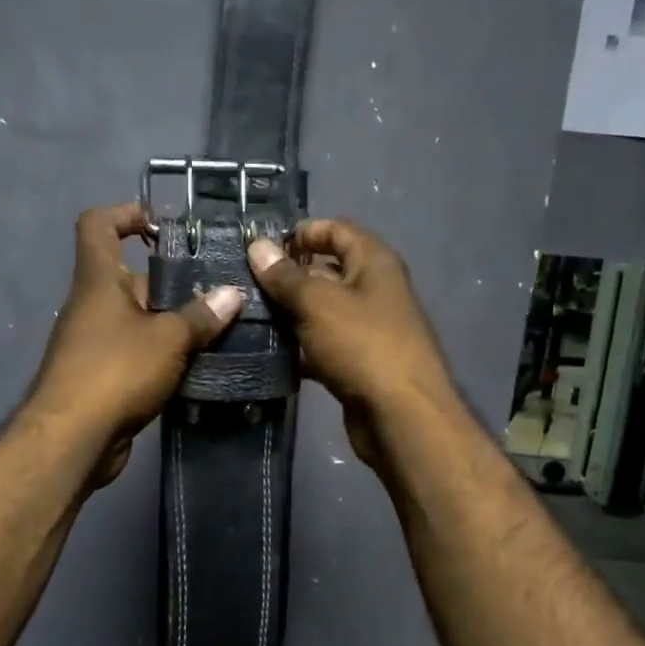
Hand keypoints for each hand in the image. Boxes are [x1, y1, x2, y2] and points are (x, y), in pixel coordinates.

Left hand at [31, 204, 244, 486]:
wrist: (74, 439)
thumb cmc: (116, 371)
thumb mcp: (168, 339)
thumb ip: (201, 316)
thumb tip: (233, 294)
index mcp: (98, 280)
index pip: (98, 224)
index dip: (126, 214)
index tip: (162, 228)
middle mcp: (92, 305)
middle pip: (131, 278)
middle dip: (173, 283)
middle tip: (217, 292)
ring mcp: (95, 343)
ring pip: (139, 320)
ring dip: (173, 324)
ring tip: (219, 330)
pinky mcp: (103, 376)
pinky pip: (138, 354)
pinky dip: (164, 357)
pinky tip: (199, 367)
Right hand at [247, 219, 458, 471]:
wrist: (399, 415)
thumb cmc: (362, 345)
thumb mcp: (318, 303)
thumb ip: (285, 276)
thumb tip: (258, 247)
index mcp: (374, 263)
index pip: (337, 230)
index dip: (303, 232)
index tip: (263, 246)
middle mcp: (374, 290)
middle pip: (327, 272)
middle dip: (288, 276)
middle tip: (244, 284)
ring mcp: (366, 330)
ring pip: (321, 312)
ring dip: (288, 315)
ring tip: (247, 317)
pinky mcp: (356, 364)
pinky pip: (321, 346)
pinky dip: (298, 349)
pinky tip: (266, 353)